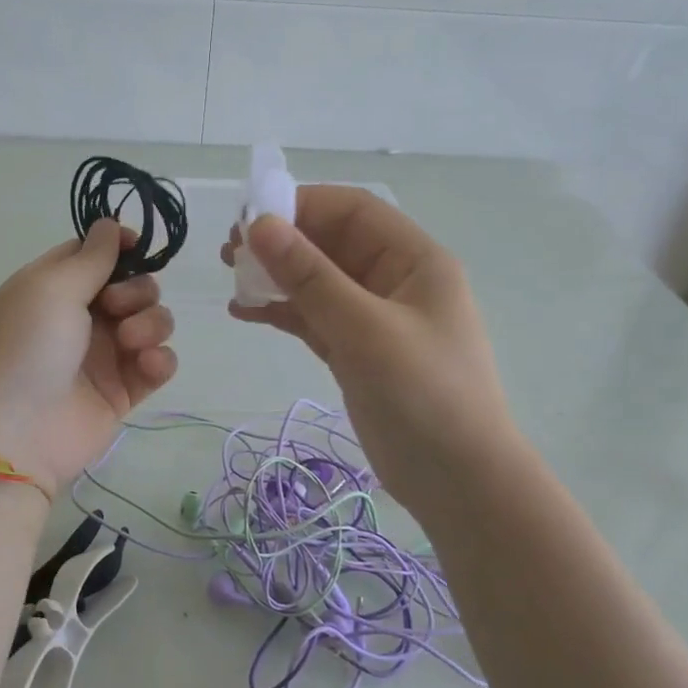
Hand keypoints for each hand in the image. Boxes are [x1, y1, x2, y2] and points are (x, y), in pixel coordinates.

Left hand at [0, 219, 178, 488]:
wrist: (15, 435)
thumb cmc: (26, 348)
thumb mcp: (50, 288)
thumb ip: (90, 257)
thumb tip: (110, 223)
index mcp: (50, 289)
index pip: (90, 256)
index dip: (118, 247)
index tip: (138, 246)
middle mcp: (77, 319)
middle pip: (129, 286)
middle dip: (136, 290)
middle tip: (116, 307)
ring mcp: (102, 356)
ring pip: (150, 322)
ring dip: (151, 323)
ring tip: (131, 342)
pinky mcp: (122, 391)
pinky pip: (157, 363)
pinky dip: (159, 359)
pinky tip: (147, 364)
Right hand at [223, 186, 519, 525]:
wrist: (458, 481)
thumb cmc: (423, 394)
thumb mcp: (365, 330)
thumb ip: (310, 277)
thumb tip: (258, 226)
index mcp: (414, 260)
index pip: (353, 211)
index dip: (301, 206)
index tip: (248, 219)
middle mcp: (395, 281)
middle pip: (332, 244)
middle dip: (282, 243)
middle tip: (230, 252)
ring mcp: (374, 320)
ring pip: (318, 283)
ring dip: (277, 277)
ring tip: (231, 279)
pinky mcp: (357, 354)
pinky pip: (314, 319)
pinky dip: (282, 313)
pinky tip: (245, 312)